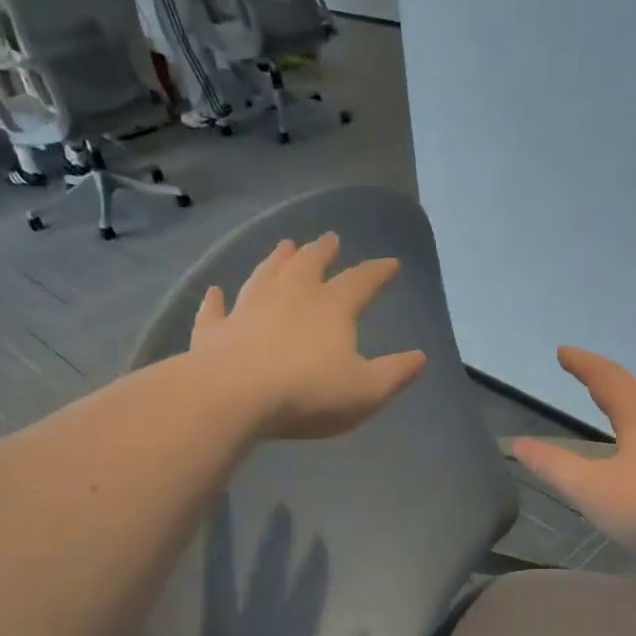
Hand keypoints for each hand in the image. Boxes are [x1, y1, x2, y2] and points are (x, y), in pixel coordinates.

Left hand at [189, 234, 425, 439]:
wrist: (236, 396)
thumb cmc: (310, 392)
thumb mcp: (368, 390)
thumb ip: (396, 373)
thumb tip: (420, 357)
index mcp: (333, 307)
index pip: (362, 281)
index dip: (379, 272)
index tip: (391, 263)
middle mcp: (291, 296)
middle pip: (309, 264)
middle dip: (323, 251)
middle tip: (330, 238)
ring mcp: (249, 309)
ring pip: (265, 275)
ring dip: (277, 260)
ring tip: (284, 245)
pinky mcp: (215, 330)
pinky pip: (217, 310)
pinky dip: (217, 300)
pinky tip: (215, 292)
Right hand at [512, 348, 635, 564]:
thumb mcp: (591, 489)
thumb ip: (554, 466)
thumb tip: (519, 445)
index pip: (605, 377)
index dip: (582, 364)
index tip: (564, 352)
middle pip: (633, 393)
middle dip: (606, 384)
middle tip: (587, 380)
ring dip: (630, 411)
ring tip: (615, 415)